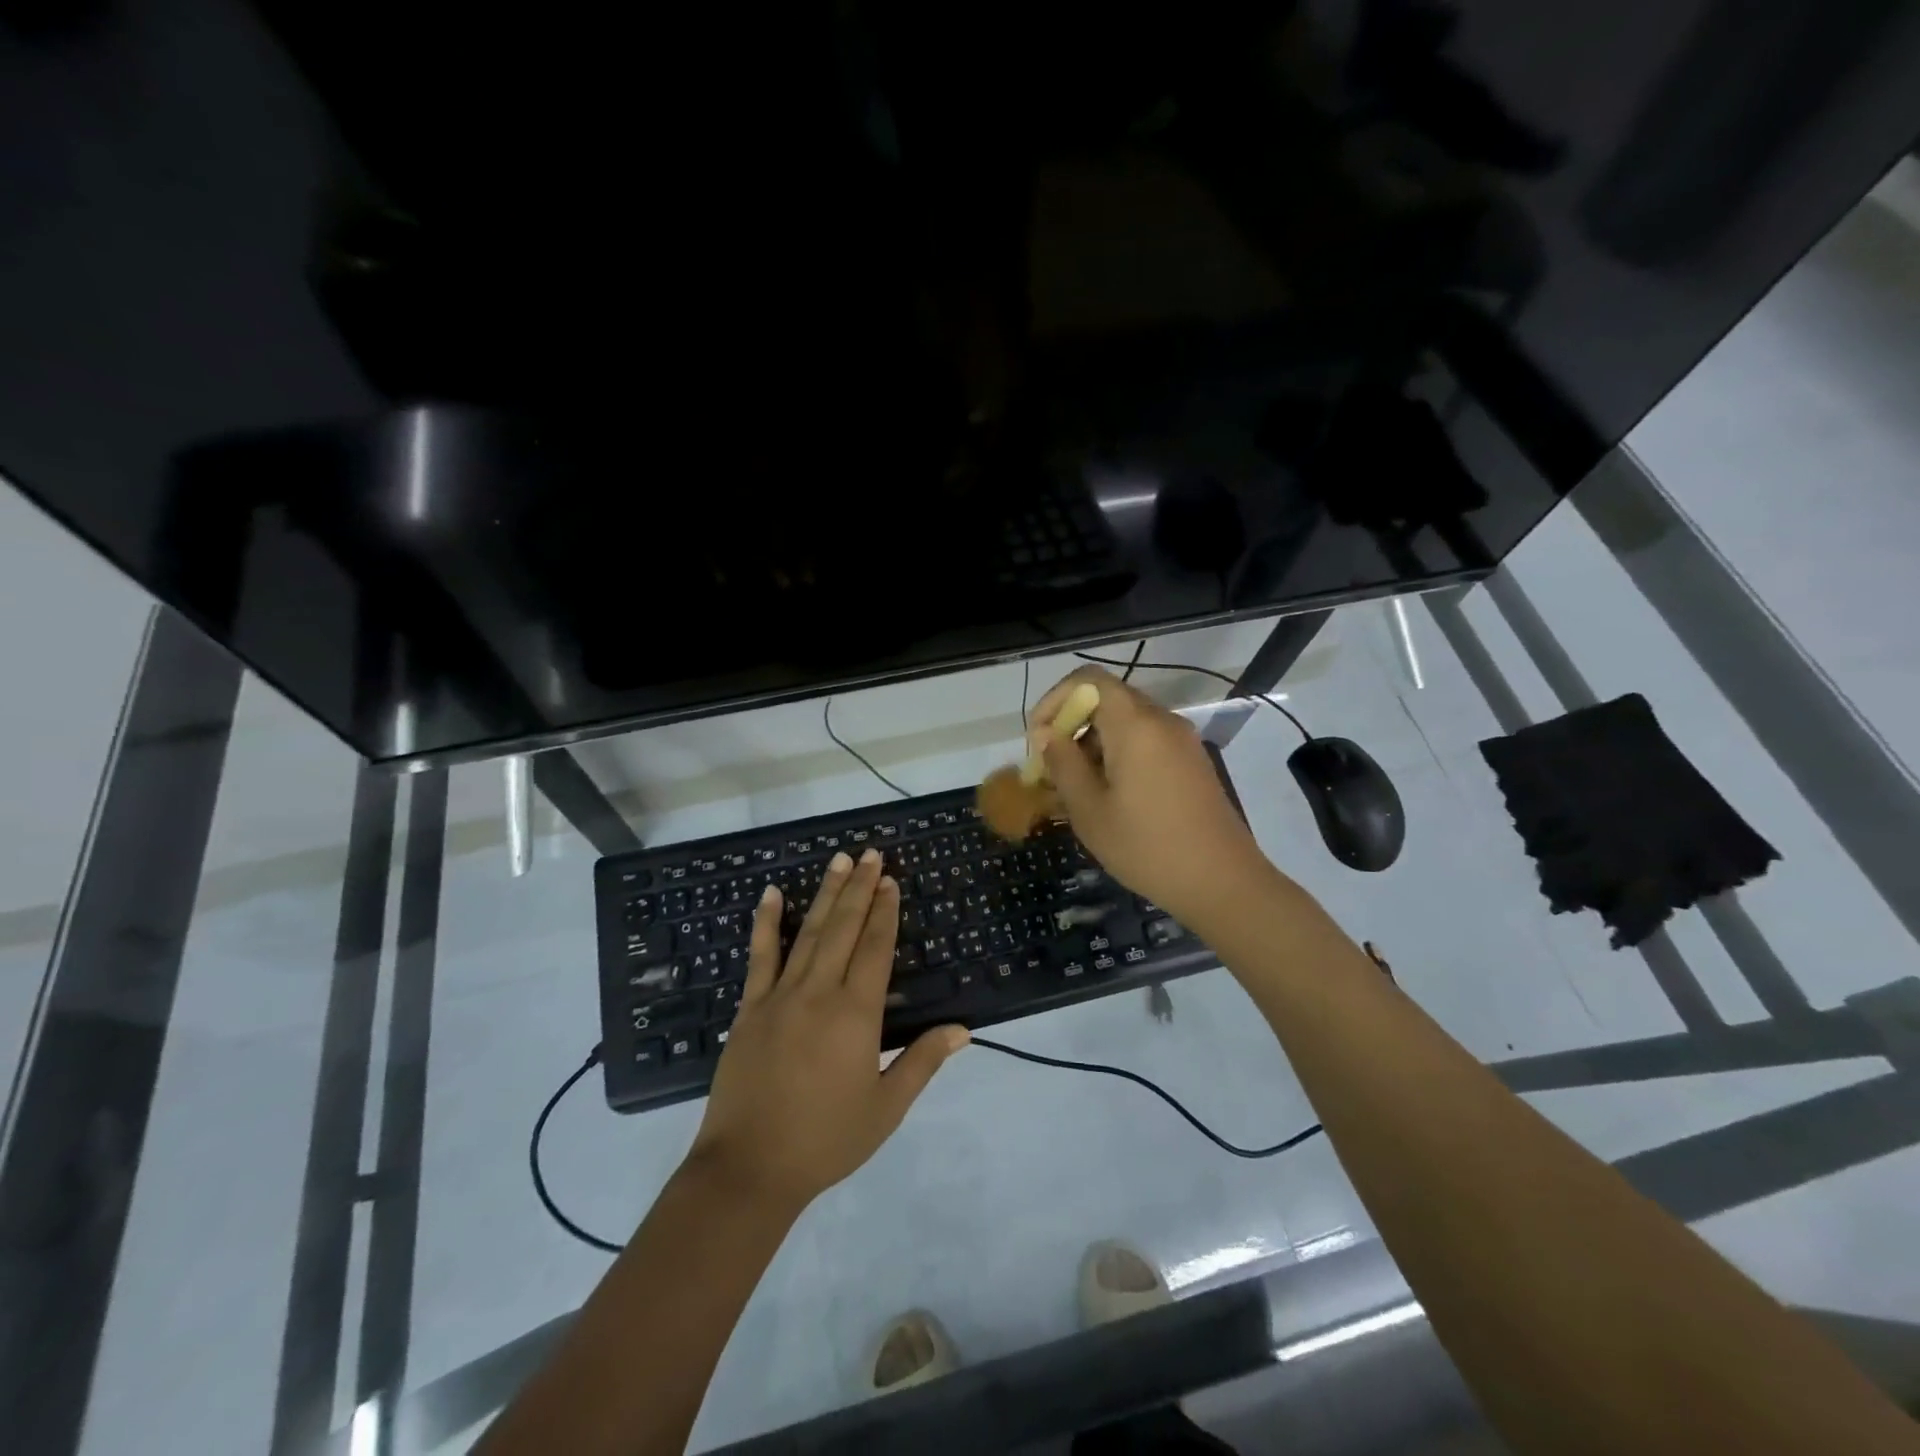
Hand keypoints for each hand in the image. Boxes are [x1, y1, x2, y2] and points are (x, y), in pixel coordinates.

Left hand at [686, 848, 968, 1210]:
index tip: (891, 880)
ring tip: (839, 860)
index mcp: (855, 1014)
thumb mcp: (885, 1108)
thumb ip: (922, 1063)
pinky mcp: (749, 1008)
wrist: (748, 1169)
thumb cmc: (825, 1141)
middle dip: (860, 889)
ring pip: (807, 933)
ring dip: (825, 894)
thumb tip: (961, 1030)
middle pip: (843, 929)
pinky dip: (765, 922)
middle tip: (870, 853)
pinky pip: (759, 956)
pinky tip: (771, 894)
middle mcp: (818, 992)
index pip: (875, 948)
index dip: (885, 912)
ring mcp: (779, 996)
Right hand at [1028, 666, 1276, 925]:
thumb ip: (1062, 764)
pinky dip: (1118, 755)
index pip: (1088, 679)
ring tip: (1074, 789)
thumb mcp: (1089, 809)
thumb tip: (1046, 735)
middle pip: (1106, 699)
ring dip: (1092, 743)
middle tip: (1051, 768)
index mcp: (1135, 724)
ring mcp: (1181, 740)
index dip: (1054, 700)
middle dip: (1070, 725)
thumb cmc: (1146, 847)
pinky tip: (1108, 796)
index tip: (1039, 740)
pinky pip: (1146, 742)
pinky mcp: (1191, 762)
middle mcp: (1161, 720)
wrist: (1222, 883)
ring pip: (1125, 723)